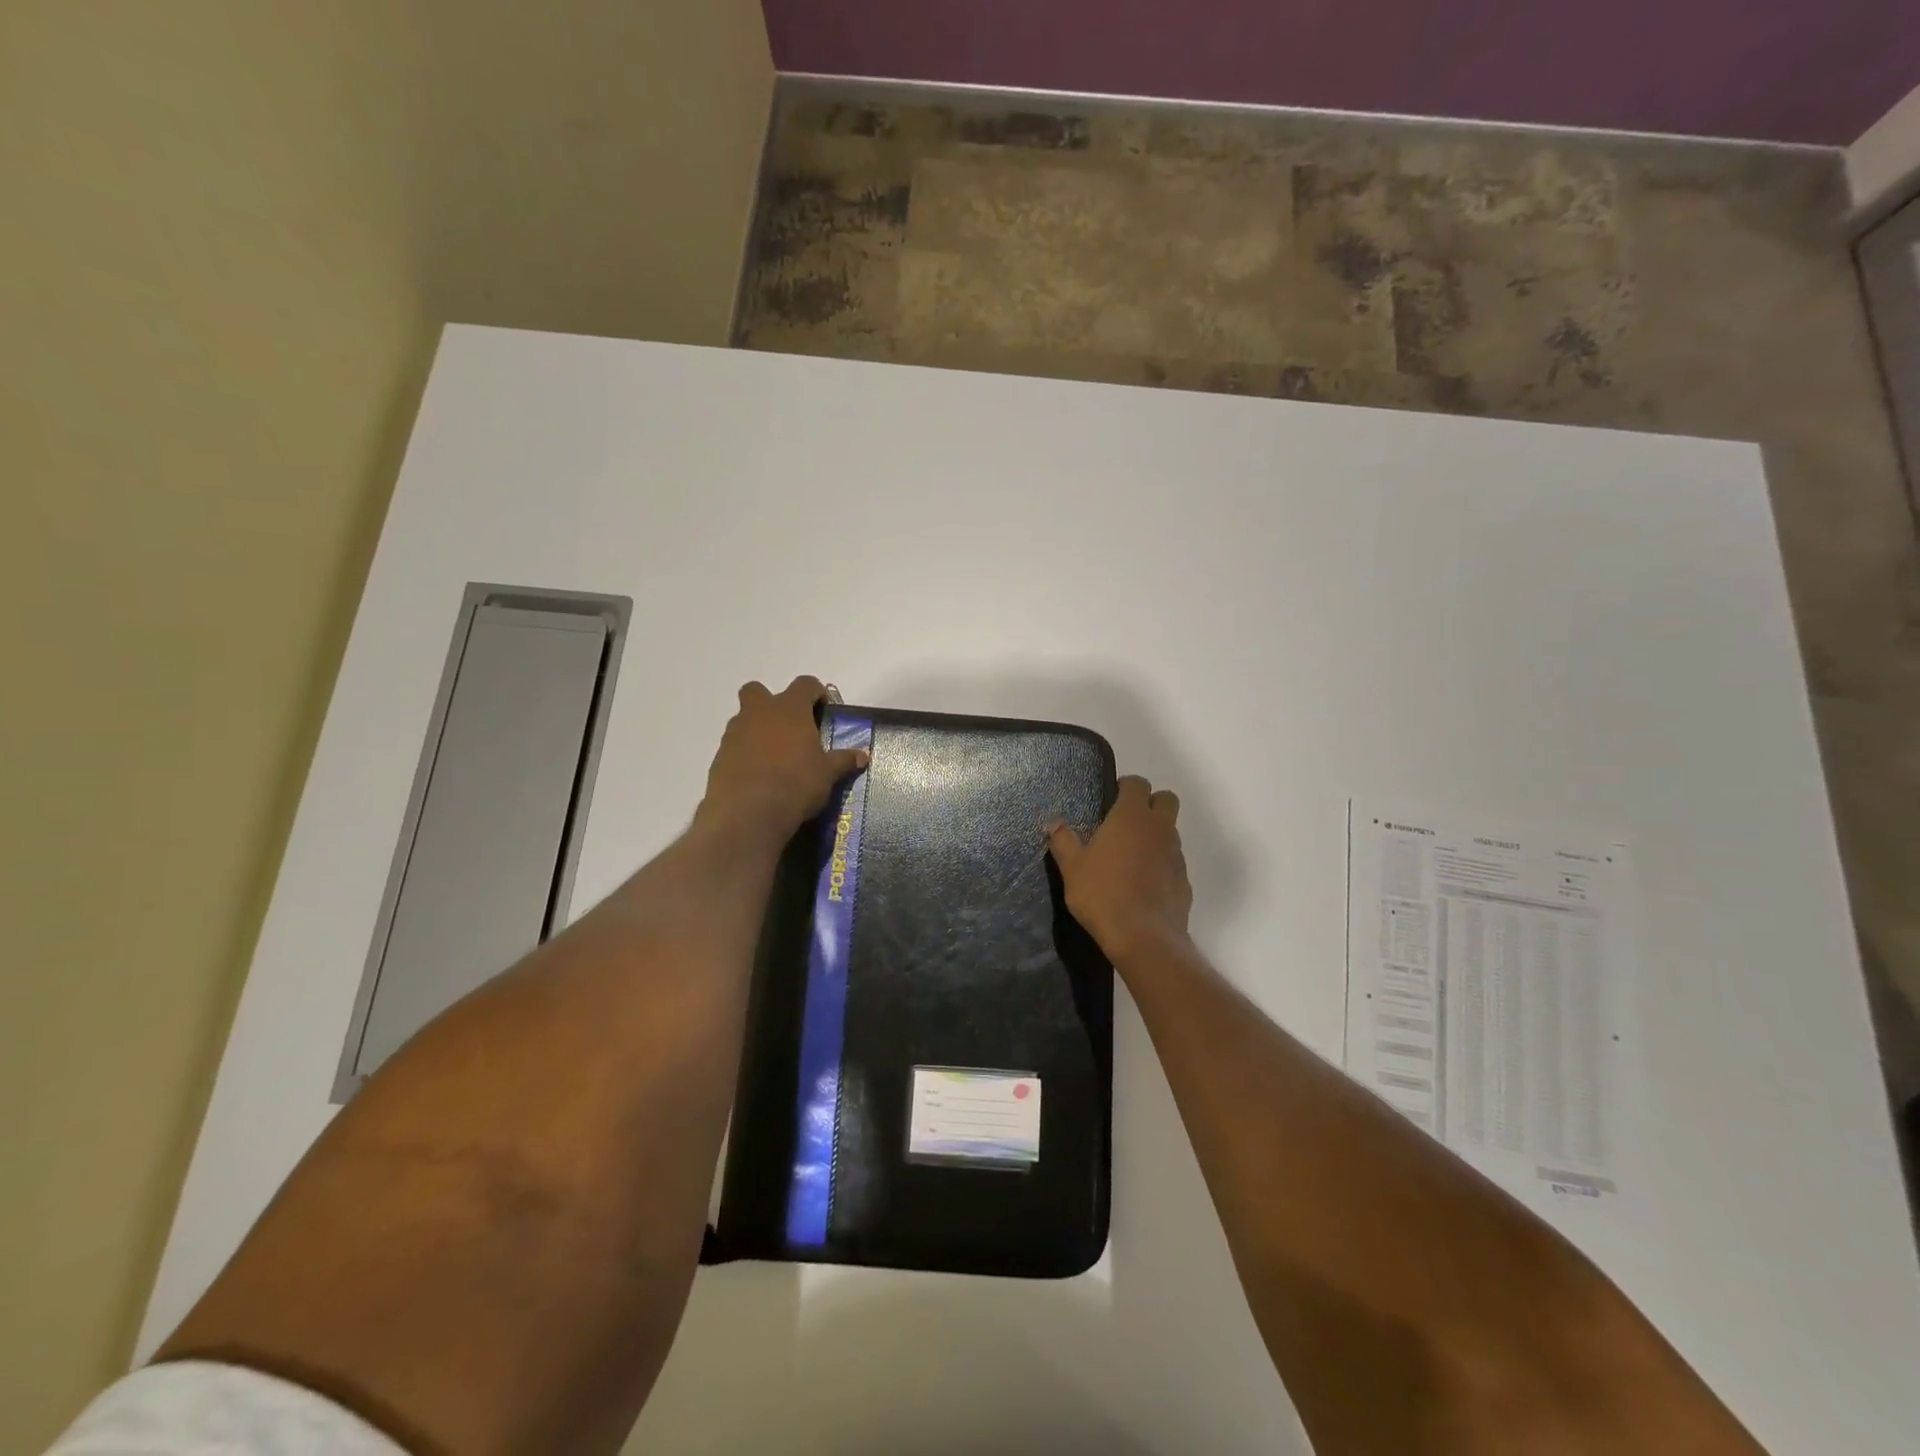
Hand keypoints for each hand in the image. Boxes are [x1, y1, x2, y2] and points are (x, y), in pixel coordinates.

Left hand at [700, 677, 867, 841]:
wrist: (748, 813)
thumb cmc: (796, 784)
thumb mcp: (827, 774)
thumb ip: (843, 760)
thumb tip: (863, 756)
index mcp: (789, 709)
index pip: (804, 684)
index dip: (816, 693)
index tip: (823, 709)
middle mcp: (759, 713)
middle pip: (758, 691)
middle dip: (771, 703)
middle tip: (789, 727)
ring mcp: (734, 733)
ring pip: (744, 719)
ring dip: (757, 730)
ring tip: (775, 757)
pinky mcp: (719, 757)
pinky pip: (734, 746)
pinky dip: (745, 754)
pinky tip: (759, 776)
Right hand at [1047, 775, 1192, 966]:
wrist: (1143, 938)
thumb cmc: (1102, 894)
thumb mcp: (1072, 867)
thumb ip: (1063, 840)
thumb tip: (1053, 822)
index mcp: (1131, 817)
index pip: (1137, 783)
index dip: (1126, 786)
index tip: (1111, 798)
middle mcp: (1159, 828)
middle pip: (1166, 799)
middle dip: (1150, 803)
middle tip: (1127, 821)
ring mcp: (1176, 854)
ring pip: (1171, 831)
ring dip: (1156, 834)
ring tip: (1131, 856)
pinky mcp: (1184, 880)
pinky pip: (1173, 860)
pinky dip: (1162, 863)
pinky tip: (1144, 883)